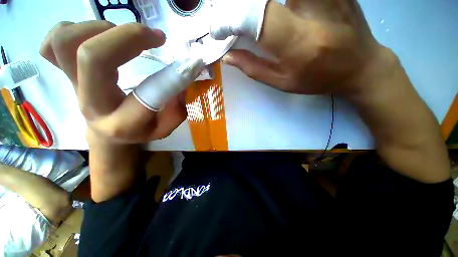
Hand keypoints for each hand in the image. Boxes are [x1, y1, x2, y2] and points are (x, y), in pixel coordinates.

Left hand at [40, 21, 186, 143]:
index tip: (186, 66)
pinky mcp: (62, 72)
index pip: (145, 96)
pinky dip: (73, 30)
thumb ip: (176, 110)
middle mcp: (91, 102)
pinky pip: (52, 43)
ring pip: (64, 42)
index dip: (169, 77)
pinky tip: (95, 37)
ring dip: (100, 29)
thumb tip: (181, 82)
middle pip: (93, 57)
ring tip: (124, 37)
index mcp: (122, 123)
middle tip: (153, 37)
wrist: (108, 133)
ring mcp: (71, 85)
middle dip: (128, 37)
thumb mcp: (165, 128)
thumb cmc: (140, 131)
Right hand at [212, 0, 384, 94]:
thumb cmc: (318, 78)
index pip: (255, 17)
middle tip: (229, 13)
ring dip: (258, 3)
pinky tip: (273, 7)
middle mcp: (313, 8)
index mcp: (298, 43)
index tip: (217, 29)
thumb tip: (227, 56)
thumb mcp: (283, 82)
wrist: (360, 65)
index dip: (228, 19)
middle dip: (240, 3)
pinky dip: (276, 0)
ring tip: (249, 11)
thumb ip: (253, 68)